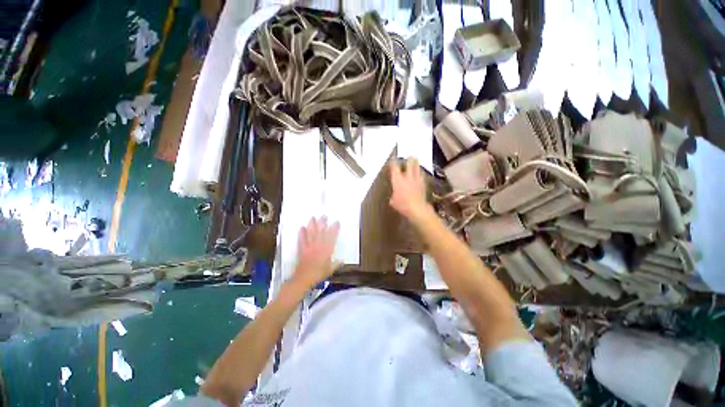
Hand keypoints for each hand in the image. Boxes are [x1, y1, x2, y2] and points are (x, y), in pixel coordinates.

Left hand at [292, 216, 339, 289]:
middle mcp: (319, 246)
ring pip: (312, 234)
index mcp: (327, 250)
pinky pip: (302, 240)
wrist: (304, 279)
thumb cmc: (319, 274)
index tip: (337, 222)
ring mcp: (310, 246)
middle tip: (324, 215)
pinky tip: (301, 227)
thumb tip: (342, 260)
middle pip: (321, 232)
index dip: (335, 229)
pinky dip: (302, 233)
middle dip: (323, 223)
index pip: (332, 237)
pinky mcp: (302, 249)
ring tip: (313, 217)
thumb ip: (336, 264)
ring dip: (312, 225)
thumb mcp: (330, 270)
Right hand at [389, 157, 431, 221]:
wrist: (416, 208)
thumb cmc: (402, 205)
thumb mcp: (393, 201)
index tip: (393, 158)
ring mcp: (416, 180)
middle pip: (409, 164)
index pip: (394, 168)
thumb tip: (394, 196)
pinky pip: (422, 176)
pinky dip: (421, 173)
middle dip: (409, 159)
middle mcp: (407, 177)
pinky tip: (421, 173)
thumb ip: (394, 196)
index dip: (393, 162)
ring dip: (416, 164)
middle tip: (410, 155)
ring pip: (417, 168)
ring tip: (417, 160)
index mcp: (397, 180)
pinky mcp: (423, 184)